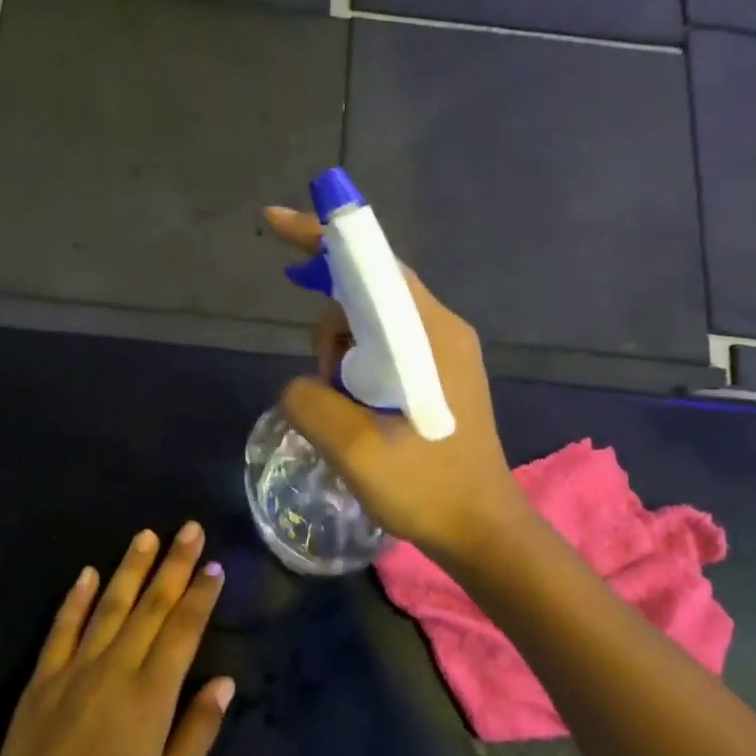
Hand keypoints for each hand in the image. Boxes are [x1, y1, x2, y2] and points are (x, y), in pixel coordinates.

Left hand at [0, 523, 233, 755]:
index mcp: (150, 696)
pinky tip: (87, 573)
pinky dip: (76, 599)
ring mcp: (74, 669)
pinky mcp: (42, 679)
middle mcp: (114, 670)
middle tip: (190, 528)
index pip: (182, 631)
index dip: (200, 596)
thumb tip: (224, 682)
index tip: (214, 565)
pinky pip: (62, 628)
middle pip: (150, 607)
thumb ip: (198, 731)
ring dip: (130, 568)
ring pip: (109, 606)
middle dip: (174, 565)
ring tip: (147, 536)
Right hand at [265, 205, 525, 566]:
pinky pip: (386, 348)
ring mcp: (443, 352)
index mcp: (428, 334)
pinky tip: (355, 408)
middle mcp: (440, 329)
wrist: (482, 531)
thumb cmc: (426, 488)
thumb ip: (310, 400)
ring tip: (346, 412)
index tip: (274, 223)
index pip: (372, 263)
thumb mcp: (353, 449)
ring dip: (342, 356)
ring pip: (372, 323)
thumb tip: (304, 384)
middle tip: (327, 384)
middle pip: (368, 291)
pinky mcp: (439, 376)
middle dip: (330, 325)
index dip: (322, 238)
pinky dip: (358, 367)